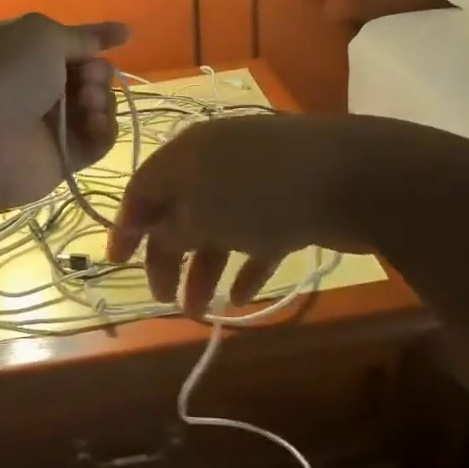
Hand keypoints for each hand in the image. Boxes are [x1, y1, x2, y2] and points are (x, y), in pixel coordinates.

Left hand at [0, 13, 129, 209]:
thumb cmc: (7, 74)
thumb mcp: (41, 35)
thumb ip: (78, 36)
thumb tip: (107, 37)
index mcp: (21, 50)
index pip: (67, 41)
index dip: (96, 37)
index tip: (125, 35)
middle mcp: (34, 85)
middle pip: (87, 74)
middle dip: (98, 71)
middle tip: (90, 76)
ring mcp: (49, 123)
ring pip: (96, 106)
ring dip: (102, 99)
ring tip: (89, 101)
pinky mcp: (63, 156)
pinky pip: (97, 140)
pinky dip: (103, 129)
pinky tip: (93, 123)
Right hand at [107, 113, 391, 315]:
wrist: (352, 177)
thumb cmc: (262, 194)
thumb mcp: (202, 215)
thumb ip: (171, 230)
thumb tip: (158, 237)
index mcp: (187, 154)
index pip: (143, 188)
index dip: (126, 226)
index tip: (116, 264)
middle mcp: (216, 161)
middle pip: (179, 211)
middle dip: (166, 257)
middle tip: (162, 299)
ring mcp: (256, 180)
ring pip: (217, 227)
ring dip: (204, 269)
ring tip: (200, 313)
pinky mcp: (289, 200)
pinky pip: (255, 234)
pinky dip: (245, 264)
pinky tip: (241, 296)